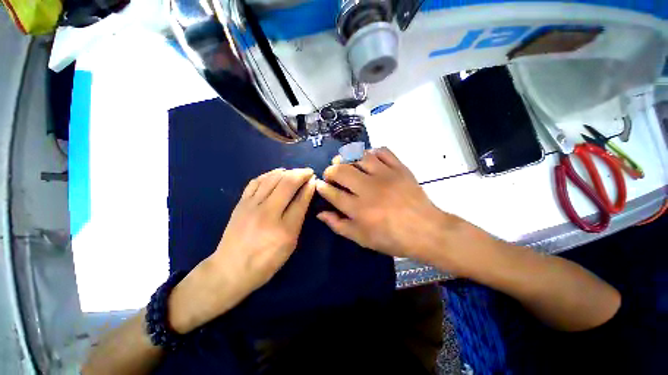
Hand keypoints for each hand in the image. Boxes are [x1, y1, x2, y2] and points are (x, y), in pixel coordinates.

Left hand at [169, 168, 315, 332]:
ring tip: (295, 172)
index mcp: (284, 229)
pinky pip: (256, 182)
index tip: (314, 180)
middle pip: (287, 184)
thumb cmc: (266, 262)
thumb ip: (298, 220)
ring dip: (287, 172)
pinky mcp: (241, 203)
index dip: (309, 186)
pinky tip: (276, 174)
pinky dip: (268, 174)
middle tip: (308, 172)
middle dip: (301, 174)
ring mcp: (252, 206)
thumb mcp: (289, 245)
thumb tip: (304, 198)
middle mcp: (268, 213)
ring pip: (272, 179)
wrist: (230, 270)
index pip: (301, 200)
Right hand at [315, 147, 455, 260]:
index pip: (332, 193)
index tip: (320, 185)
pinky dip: (372, 152)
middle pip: (341, 171)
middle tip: (331, 175)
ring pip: (360, 157)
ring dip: (348, 158)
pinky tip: (369, 158)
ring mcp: (385, 175)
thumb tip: (320, 213)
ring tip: (346, 163)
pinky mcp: (400, 168)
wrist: (426, 230)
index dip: (322, 187)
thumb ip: (339, 225)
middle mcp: (369, 189)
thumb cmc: (391, 238)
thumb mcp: (362, 238)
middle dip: (330, 170)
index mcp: (358, 208)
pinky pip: (383, 151)